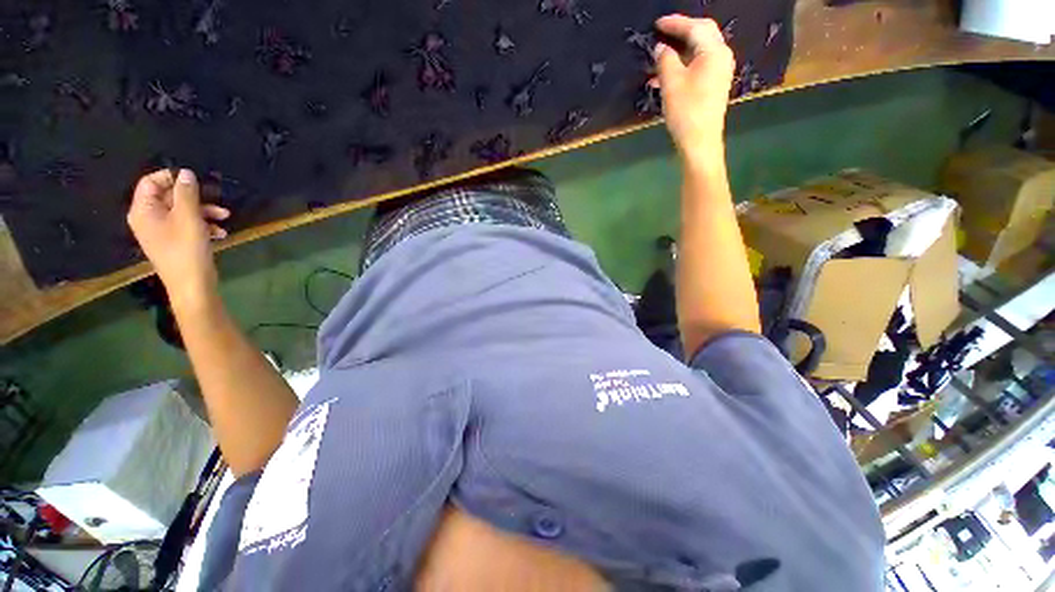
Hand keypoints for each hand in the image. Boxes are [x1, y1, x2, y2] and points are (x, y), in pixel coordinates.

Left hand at [127, 169, 229, 307]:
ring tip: (225, 217)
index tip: (195, 180)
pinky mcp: (174, 242)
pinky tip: (220, 233)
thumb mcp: (189, 217)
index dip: (171, 177)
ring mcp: (160, 231)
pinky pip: (186, 225)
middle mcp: (148, 218)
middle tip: (216, 200)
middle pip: (168, 197)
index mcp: (143, 210)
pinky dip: (203, 225)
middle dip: (195, 198)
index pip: (150, 182)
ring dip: (204, 212)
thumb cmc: (186, 249)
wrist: (192, 285)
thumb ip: (186, 193)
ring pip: (181, 211)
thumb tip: (185, 173)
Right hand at [652, 15, 734, 166]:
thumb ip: (665, 60)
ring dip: (679, 53)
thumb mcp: (671, 83)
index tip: (657, 23)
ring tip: (658, 59)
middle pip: (702, 35)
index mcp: (714, 51)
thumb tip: (661, 48)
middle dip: (681, 33)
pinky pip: (698, 67)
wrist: (700, 141)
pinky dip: (682, 67)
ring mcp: (720, 72)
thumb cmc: (686, 111)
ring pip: (698, 53)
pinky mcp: (714, 86)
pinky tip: (665, 77)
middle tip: (662, 33)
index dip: (675, 23)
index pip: (695, 27)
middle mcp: (721, 57)